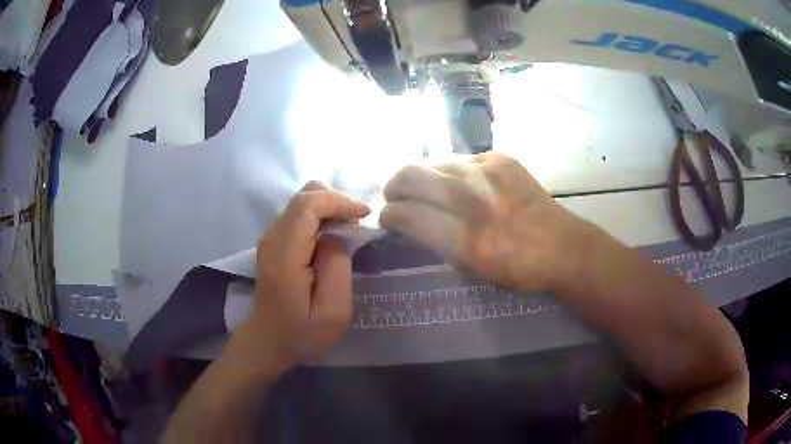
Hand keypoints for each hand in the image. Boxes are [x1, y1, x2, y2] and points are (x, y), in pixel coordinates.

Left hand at [231, 181, 369, 377]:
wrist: (269, 338)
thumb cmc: (302, 332)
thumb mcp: (332, 313)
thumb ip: (338, 269)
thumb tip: (338, 236)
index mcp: (284, 255)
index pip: (307, 205)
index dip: (339, 201)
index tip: (364, 215)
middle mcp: (273, 237)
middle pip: (305, 195)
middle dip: (337, 200)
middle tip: (358, 224)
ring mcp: (271, 236)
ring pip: (303, 200)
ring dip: (330, 207)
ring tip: (349, 230)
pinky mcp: (275, 239)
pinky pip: (300, 213)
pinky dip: (321, 215)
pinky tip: (333, 235)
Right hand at [379, 152, 594, 291]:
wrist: (562, 246)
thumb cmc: (517, 268)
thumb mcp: (472, 270)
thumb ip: (436, 244)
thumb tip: (409, 222)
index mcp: (466, 240)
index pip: (407, 214)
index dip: (389, 215)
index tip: (387, 218)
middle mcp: (474, 199)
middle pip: (412, 176)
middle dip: (394, 187)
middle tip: (394, 197)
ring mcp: (488, 172)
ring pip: (433, 162)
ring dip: (419, 176)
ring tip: (421, 188)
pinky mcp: (501, 158)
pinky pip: (460, 159)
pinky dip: (448, 171)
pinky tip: (455, 183)